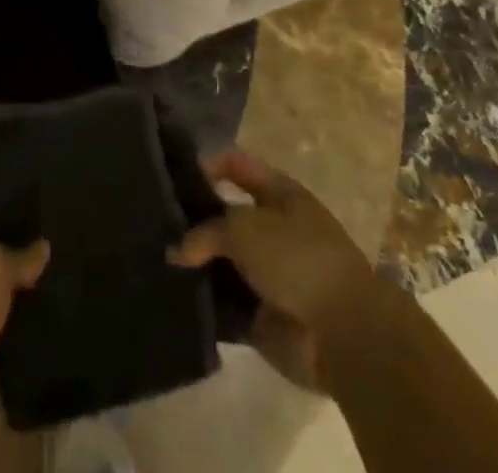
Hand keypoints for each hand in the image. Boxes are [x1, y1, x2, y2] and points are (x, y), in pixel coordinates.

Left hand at [0, 176, 48, 468]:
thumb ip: (14, 250)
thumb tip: (42, 245)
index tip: (14, 155)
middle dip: (21, 229)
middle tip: (62, 204)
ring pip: (11, 291)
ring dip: (37, 280)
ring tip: (79, 251)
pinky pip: (25, 333)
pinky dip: (46, 323)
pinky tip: (77, 301)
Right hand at [169, 149, 373, 392]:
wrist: (343, 333)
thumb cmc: (297, 258)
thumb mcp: (244, 227)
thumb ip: (206, 231)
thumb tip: (177, 250)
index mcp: (279, 193)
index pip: (236, 166)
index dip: (207, 165)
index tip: (171, 174)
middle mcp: (274, 228)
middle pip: (226, 216)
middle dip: (194, 219)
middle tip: (155, 221)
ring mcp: (269, 274)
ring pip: (223, 261)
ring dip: (196, 264)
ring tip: (154, 258)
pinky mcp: (263, 316)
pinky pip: (226, 303)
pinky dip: (205, 302)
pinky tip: (174, 297)